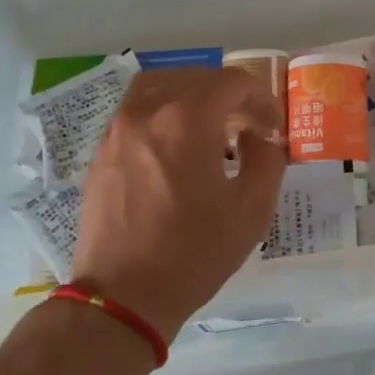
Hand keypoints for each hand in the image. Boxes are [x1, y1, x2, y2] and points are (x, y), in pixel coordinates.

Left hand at [69, 68, 286, 338]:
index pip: (232, 83)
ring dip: (191, 96)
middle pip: (195, 78)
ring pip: (159, 86)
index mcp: (187, 119)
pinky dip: (163, 113)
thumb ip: (267, 160)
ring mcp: (117, 130)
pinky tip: (177, 147)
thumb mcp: (252, 209)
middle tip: (248, 126)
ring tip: (211, 126)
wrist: (123, 296)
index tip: (272, 128)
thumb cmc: (194, 252)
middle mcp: (147, 111)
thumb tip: (257, 138)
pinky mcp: (102, 153)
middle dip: (229, 95)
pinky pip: (136, 111)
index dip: (261, 99)